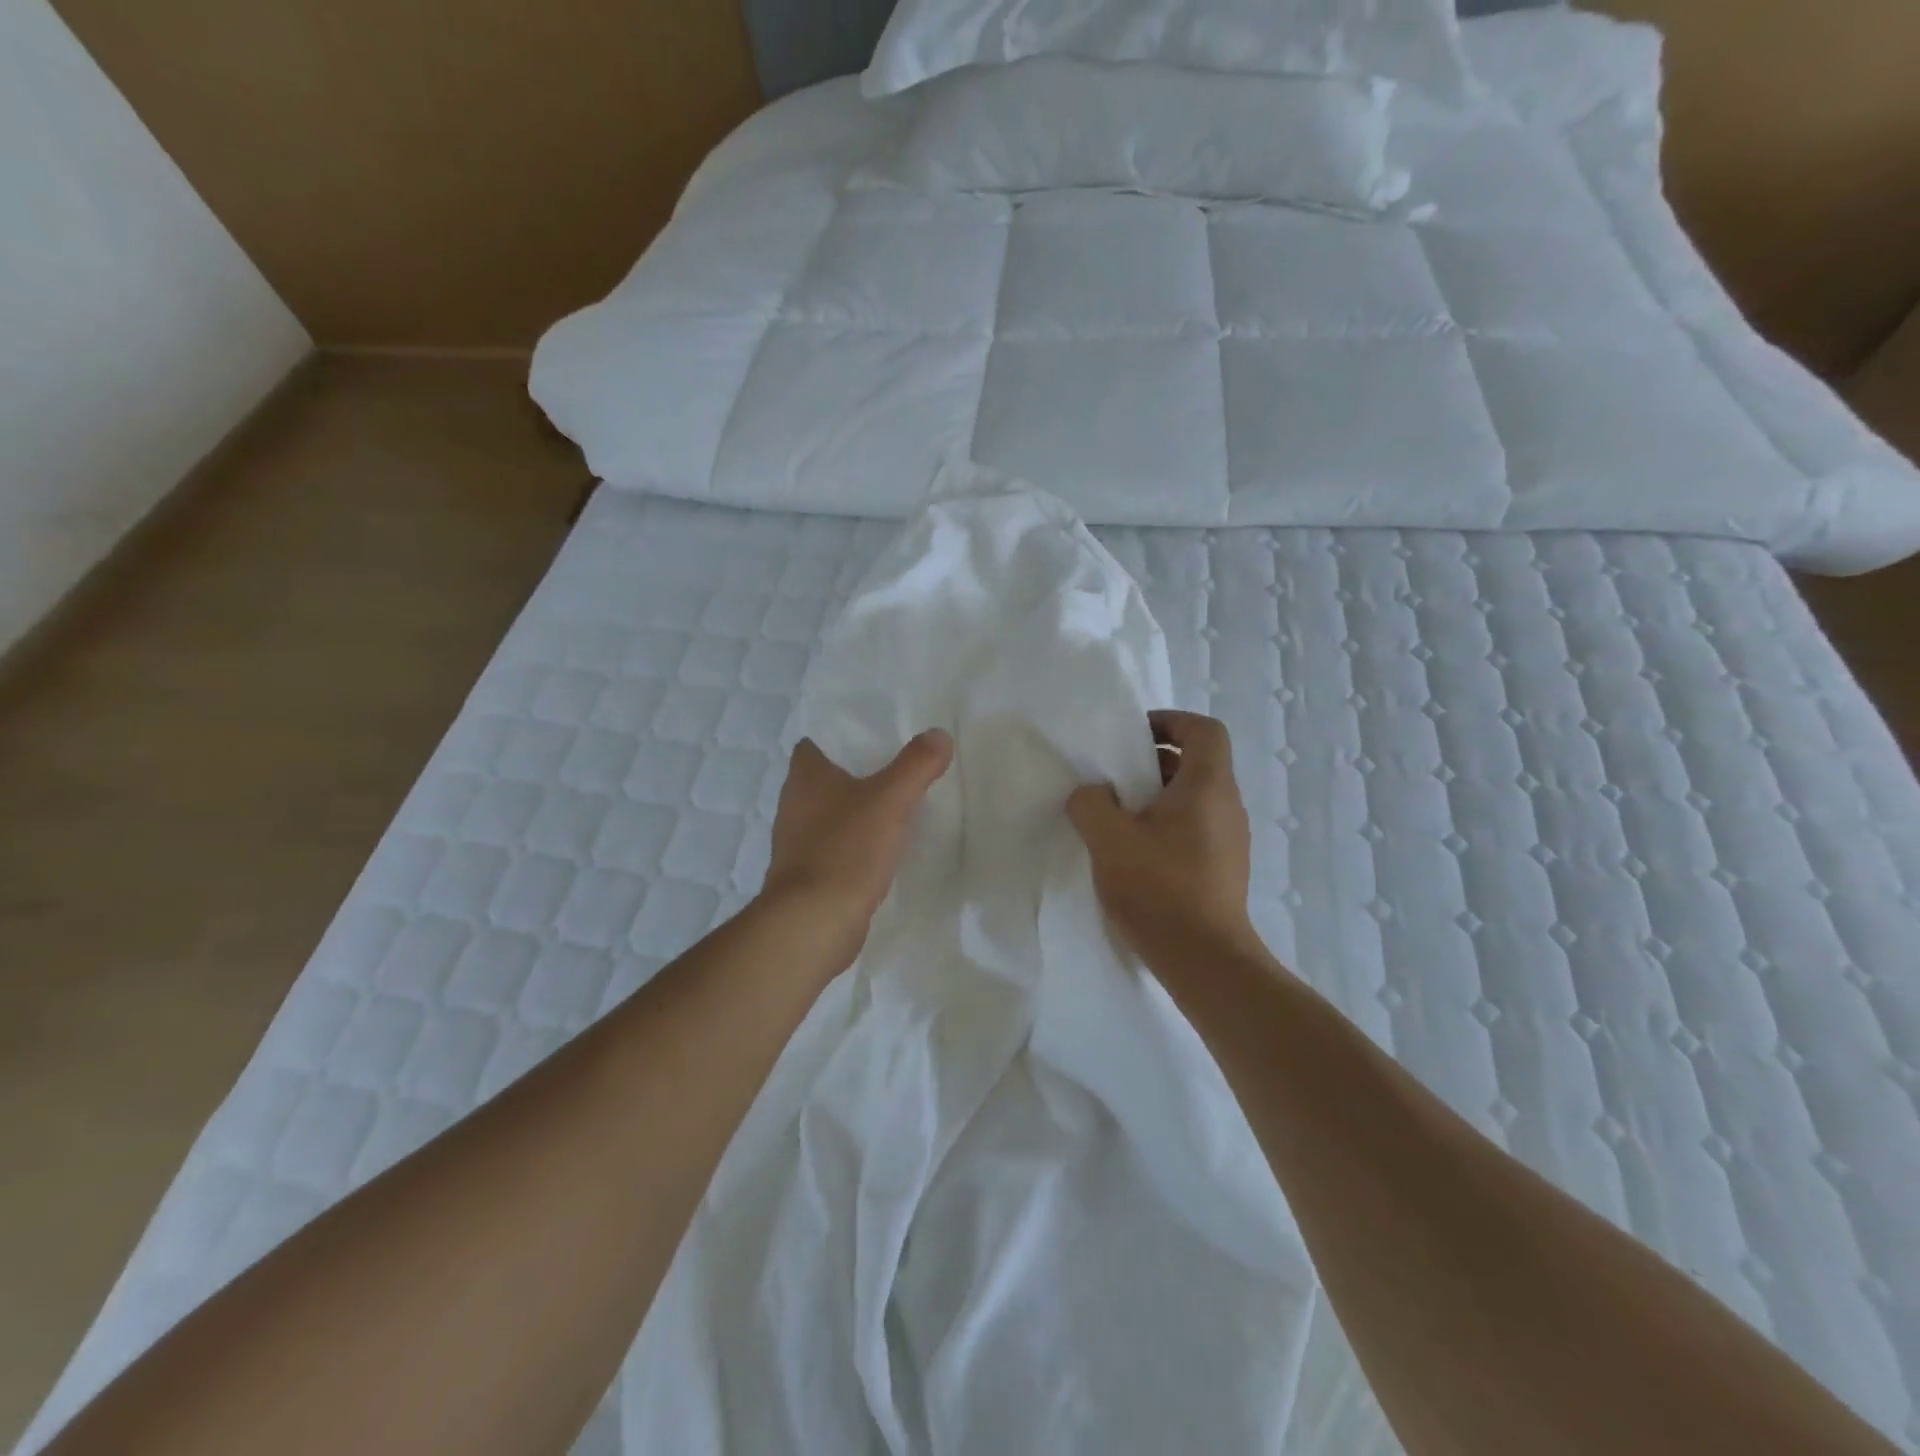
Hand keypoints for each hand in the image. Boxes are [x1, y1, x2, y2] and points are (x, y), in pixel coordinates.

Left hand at [760, 730, 953, 959]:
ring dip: (855, 811)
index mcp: (805, 777)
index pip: (815, 743)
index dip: (841, 737)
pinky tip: (882, 849)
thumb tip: (938, 734)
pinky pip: (835, 847)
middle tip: (896, 768)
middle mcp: (794, 805)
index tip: (875, 737)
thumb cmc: (847, 849)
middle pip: (824, 779)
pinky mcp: (807, 875)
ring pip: (830, 815)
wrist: (814, 922)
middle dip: (855, 774)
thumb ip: (917, 764)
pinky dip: (854, 844)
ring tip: (894, 807)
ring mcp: (797, 843)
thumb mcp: (891, 800)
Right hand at [1066, 711, 1255, 968]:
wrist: (1205, 960)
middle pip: (1196, 763)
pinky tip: (1134, 854)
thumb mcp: (1108, 838)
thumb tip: (1093, 794)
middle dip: (1152, 762)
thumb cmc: (1159, 888)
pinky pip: (1194, 828)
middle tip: (1114, 778)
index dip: (1170, 721)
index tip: (1133, 737)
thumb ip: (1091, 803)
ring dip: (1156, 797)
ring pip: (1193, 798)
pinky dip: (1165, 826)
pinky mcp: (1224, 868)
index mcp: (1208, 786)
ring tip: (1116, 818)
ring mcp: (1230, 840)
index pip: (1204, 730)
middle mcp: (1227, 806)